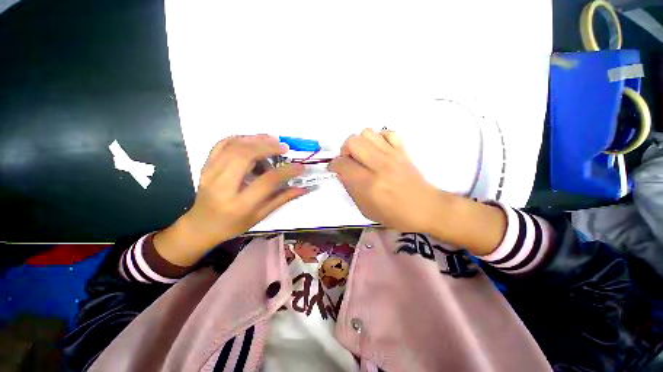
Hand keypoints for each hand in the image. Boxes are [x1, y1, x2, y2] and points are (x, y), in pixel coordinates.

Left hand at [155, 135, 306, 265]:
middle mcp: (222, 186)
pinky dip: (238, 138)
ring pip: (232, 147)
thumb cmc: (233, 225)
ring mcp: (210, 174)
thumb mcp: (260, 216)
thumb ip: (282, 199)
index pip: (266, 181)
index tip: (300, 166)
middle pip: (245, 156)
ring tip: (272, 139)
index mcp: (240, 204)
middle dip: (268, 147)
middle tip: (284, 147)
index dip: (286, 171)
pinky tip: (252, 140)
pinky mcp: (205, 166)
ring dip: (254, 139)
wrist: (201, 226)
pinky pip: (221, 145)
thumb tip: (303, 188)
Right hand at [328, 129, 440, 232]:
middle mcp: (379, 165)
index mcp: (369, 184)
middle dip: (344, 150)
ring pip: (368, 133)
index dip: (334, 165)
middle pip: (353, 141)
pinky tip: (378, 150)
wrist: (426, 208)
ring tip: (362, 155)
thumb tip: (342, 173)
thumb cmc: (395, 214)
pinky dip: (379, 138)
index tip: (334, 169)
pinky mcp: (402, 150)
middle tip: (348, 161)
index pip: (343, 164)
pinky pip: (387, 133)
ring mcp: (392, 155)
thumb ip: (351, 189)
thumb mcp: (366, 209)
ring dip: (360, 143)